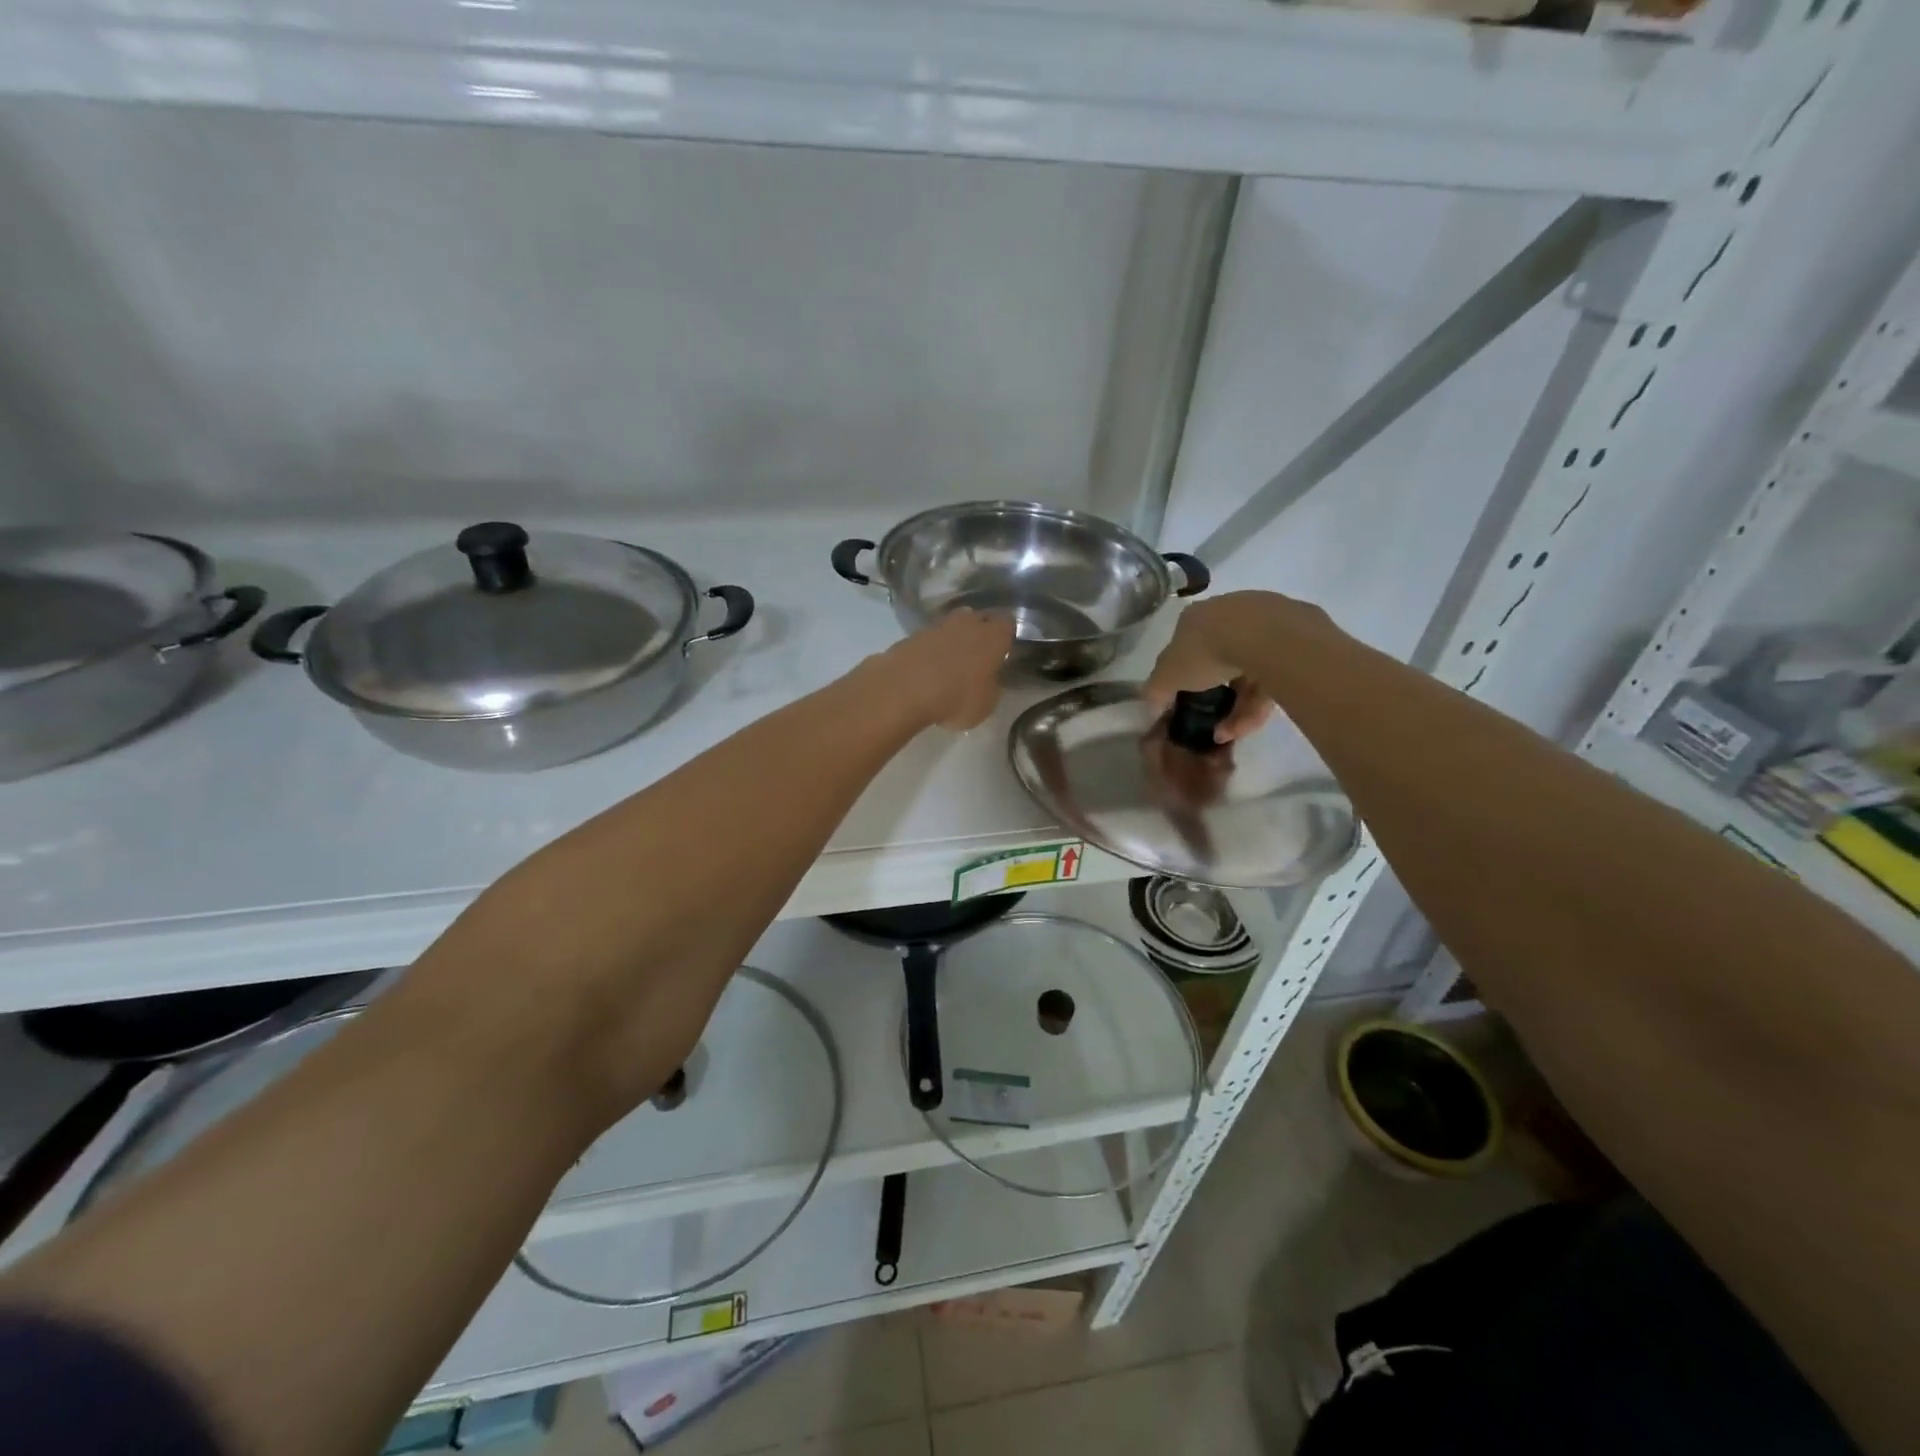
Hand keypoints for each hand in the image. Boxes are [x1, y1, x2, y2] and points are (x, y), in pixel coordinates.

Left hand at [876, 607, 1016, 729]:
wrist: (903, 690)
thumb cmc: (956, 698)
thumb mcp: (986, 704)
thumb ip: (991, 687)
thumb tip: (988, 680)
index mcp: (992, 637)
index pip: (1007, 623)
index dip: (1006, 635)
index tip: (1003, 649)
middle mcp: (966, 624)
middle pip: (978, 618)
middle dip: (979, 631)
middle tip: (978, 654)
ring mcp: (935, 627)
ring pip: (951, 626)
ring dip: (952, 639)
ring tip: (950, 663)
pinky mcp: (910, 636)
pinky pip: (927, 639)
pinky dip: (929, 650)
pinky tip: (926, 669)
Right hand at [1144, 590, 1332, 743]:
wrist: (1267, 638)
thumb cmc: (1207, 652)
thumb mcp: (1167, 676)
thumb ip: (1155, 690)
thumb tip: (1149, 702)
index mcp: (1197, 616)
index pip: (1186, 643)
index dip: (1184, 672)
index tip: (1186, 696)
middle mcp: (1231, 612)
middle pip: (1221, 658)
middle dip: (1217, 693)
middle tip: (1214, 721)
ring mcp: (1267, 621)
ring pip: (1250, 670)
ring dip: (1239, 707)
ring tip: (1231, 733)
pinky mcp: (1299, 636)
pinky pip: (1275, 673)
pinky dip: (1261, 700)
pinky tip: (1252, 723)